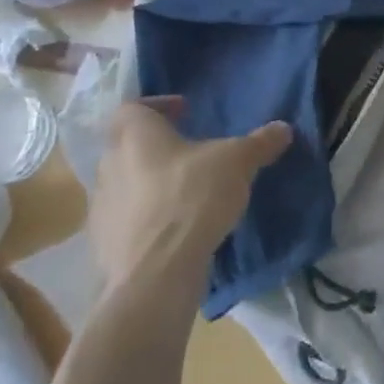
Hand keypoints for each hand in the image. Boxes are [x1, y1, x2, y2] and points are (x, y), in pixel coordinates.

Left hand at [89, 100, 290, 301]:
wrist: (155, 277)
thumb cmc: (192, 198)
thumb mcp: (237, 162)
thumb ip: (259, 143)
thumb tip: (284, 128)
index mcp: (134, 134)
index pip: (133, 106)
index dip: (158, 106)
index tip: (186, 113)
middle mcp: (108, 165)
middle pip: (126, 146)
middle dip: (156, 147)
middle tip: (189, 154)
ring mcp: (100, 209)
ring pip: (124, 186)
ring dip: (148, 186)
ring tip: (184, 195)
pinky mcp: (101, 248)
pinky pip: (123, 224)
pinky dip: (143, 223)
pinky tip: (172, 232)